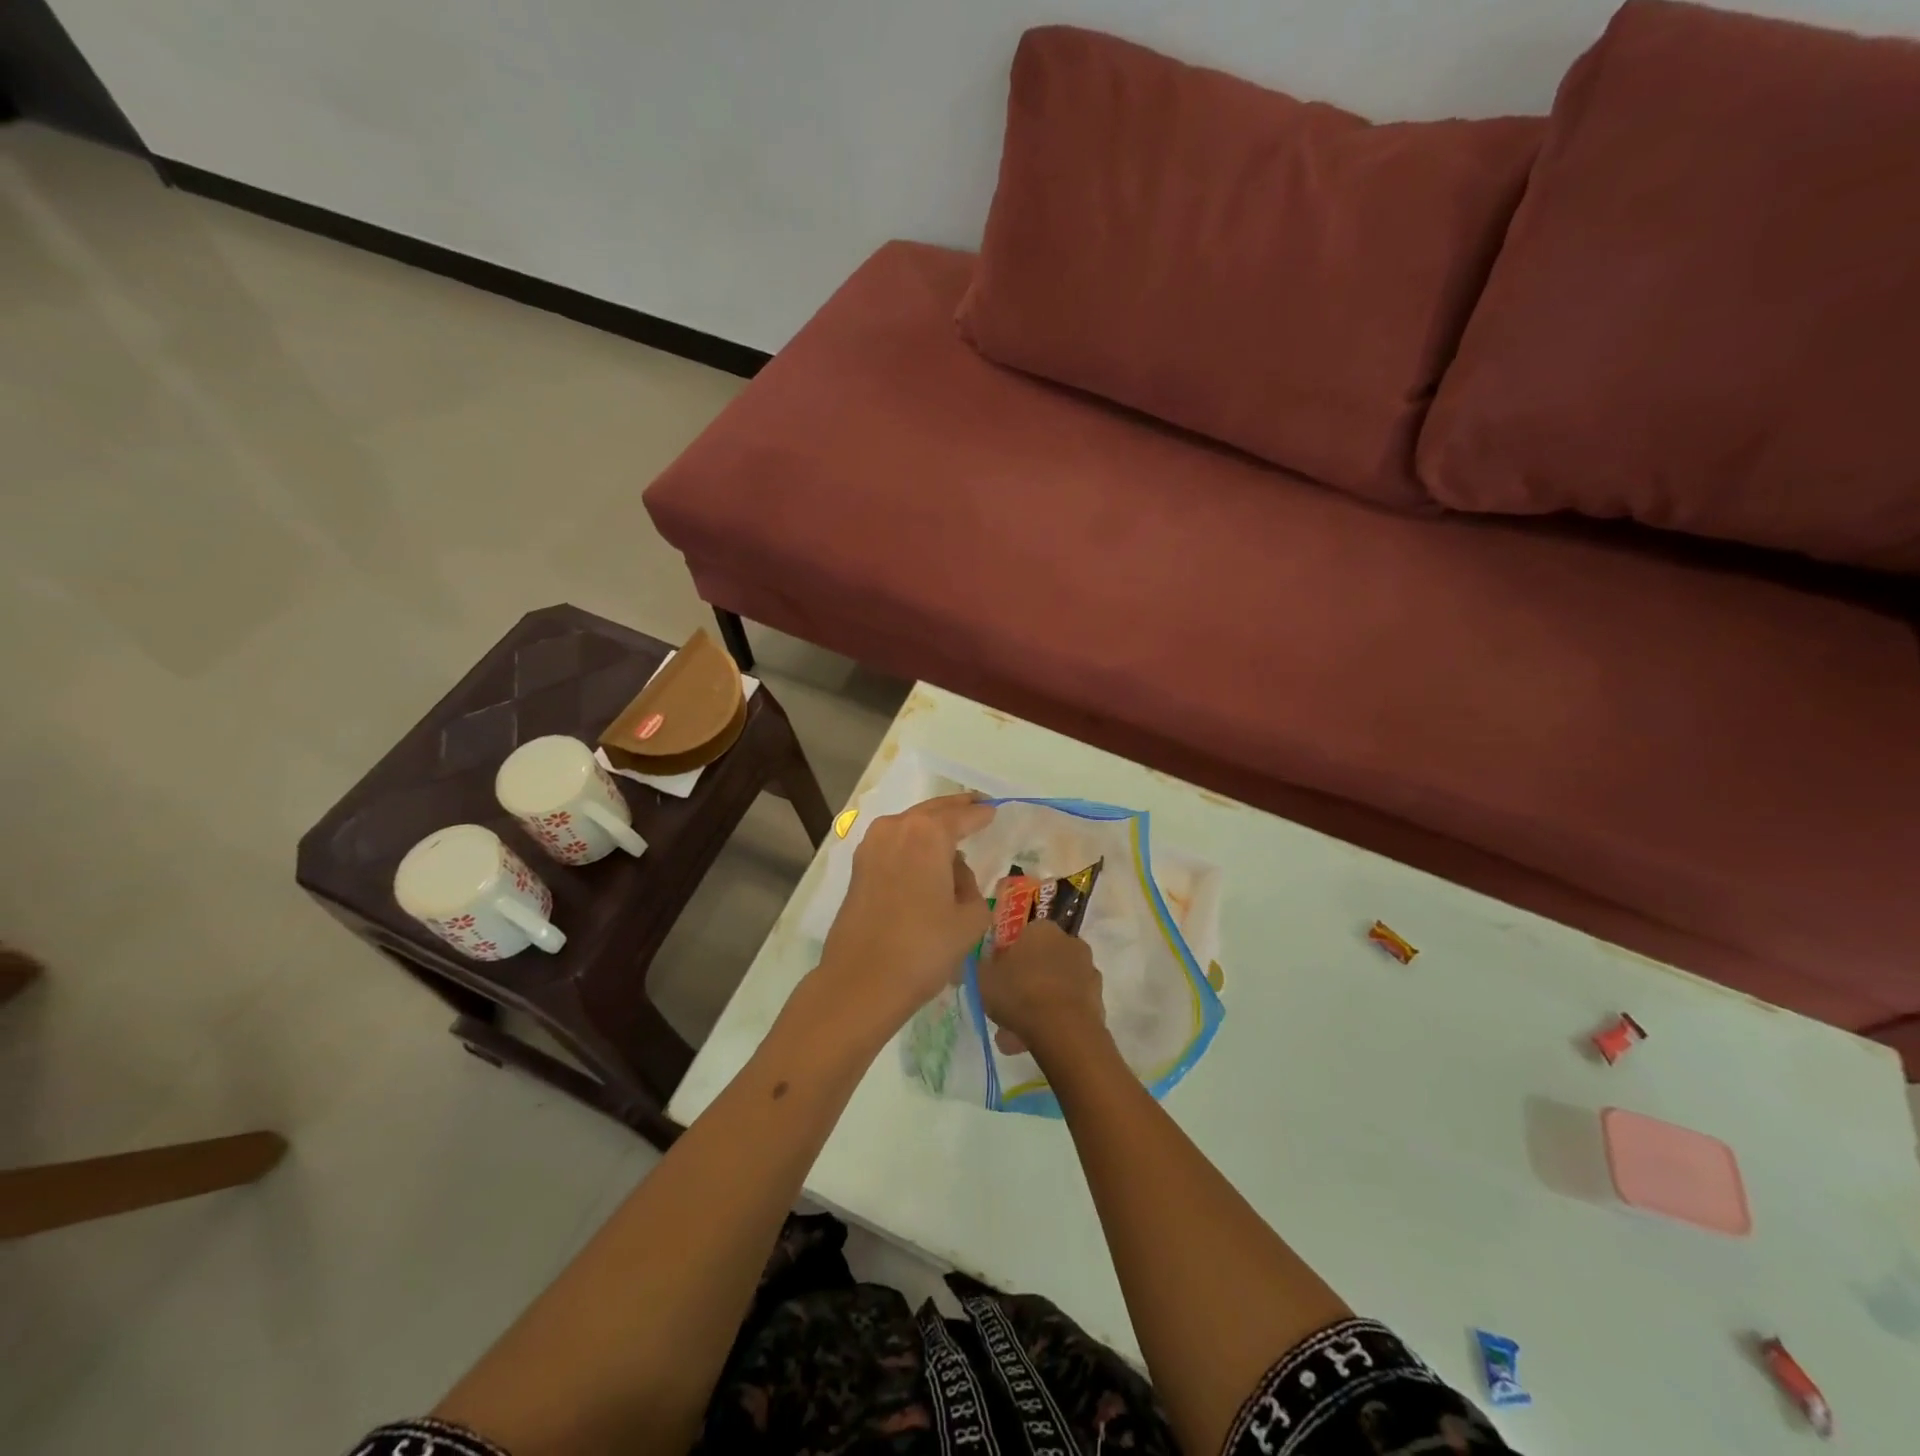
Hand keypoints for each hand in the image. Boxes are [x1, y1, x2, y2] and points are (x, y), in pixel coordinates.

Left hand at [811, 794, 994, 1042]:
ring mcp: (872, 845)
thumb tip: (955, 876)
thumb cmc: (924, 948)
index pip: (963, 816)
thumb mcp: (969, 919)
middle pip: (932, 811)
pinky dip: (911, 843)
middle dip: (955, 808)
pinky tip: (924, 858)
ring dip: (931, 826)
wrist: (862, 981)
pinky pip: (893, 843)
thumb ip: (972, 888)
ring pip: (909, 825)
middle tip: (976, 805)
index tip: (994, 810)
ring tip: (952, 835)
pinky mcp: (858, 867)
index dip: (981, 814)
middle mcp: (896, 828)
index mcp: (928, 834)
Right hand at [976, 920, 1107, 1060]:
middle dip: (1025, 982)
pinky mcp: (1098, 999)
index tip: (998, 977)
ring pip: (1055, 986)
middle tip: (1006, 1007)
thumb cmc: (1019, 992)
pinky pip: (1068, 1006)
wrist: (1063, 1028)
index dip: (1009, 956)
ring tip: (1015, 1035)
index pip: (1023, 935)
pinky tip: (1035, 1041)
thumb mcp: (984, 977)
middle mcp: (1069, 942)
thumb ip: (983, 966)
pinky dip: (1054, 1019)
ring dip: (1038, 1004)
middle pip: (1042, 961)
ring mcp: (1088, 971)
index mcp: (1042, 928)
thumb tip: (986, 963)